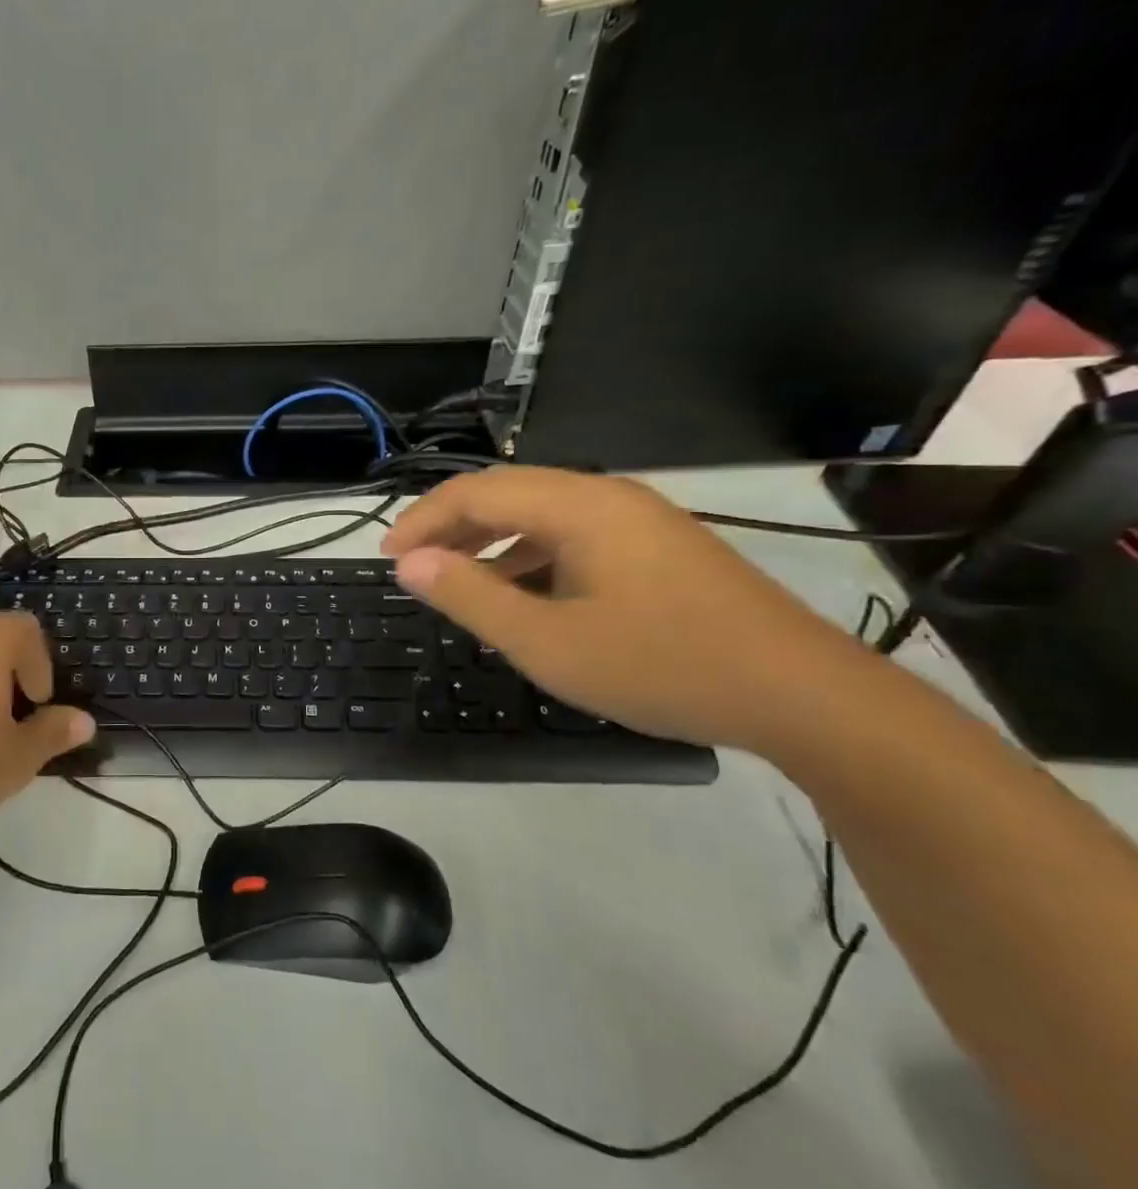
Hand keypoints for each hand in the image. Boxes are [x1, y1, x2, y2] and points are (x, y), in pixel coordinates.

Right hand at [380, 467, 880, 754]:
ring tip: (457, 581)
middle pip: (507, 493)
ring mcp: (639, 520)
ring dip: (491, 541)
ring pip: (541, 514)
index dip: (422, 520)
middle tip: (414, 566)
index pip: (476, 492)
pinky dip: (531, 556)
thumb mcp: (548, 641)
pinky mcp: (658, 548)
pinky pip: (574, 536)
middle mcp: (608, 497)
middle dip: (452, 526)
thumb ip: (470, 596)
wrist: (803, 696)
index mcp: (579, 505)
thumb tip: (409, 562)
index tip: (386, 556)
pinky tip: (523, 594)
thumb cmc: (662, 665)